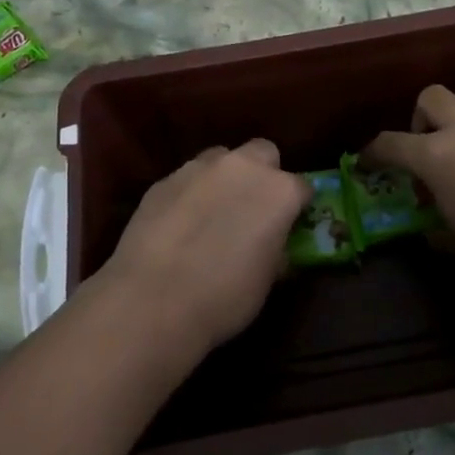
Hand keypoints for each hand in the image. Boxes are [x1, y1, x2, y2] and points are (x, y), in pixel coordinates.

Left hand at [90, 140, 308, 354]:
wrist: (152, 301)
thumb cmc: (224, 297)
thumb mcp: (267, 279)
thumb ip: (275, 248)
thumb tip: (272, 242)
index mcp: (278, 191)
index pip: (302, 187)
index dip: (297, 206)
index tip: (290, 224)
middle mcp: (242, 167)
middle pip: (263, 153)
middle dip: (263, 174)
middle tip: (253, 208)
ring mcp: (198, 168)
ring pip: (221, 159)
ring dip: (224, 178)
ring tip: (212, 213)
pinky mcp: (163, 180)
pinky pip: (187, 178)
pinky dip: (191, 194)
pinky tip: (179, 224)